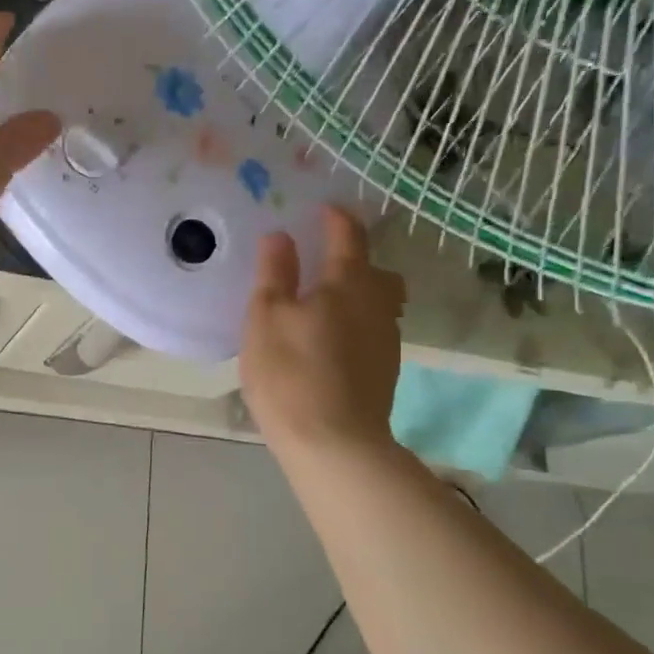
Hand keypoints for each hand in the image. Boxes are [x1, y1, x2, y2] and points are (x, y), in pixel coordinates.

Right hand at [240, 206, 406, 457]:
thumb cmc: (291, 374)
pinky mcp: (386, 370)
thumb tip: (281, 236)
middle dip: (354, 258)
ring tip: (326, 303)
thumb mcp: (266, 319)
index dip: (335, 218)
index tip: (321, 209)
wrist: (335, 443)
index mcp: (348, 284)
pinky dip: (356, 322)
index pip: (348, 236)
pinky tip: (332, 341)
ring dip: (358, 293)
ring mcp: (386, 339)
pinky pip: (373, 330)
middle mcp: (377, 304)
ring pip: (379, 302)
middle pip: (375, 270)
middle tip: (325, 262)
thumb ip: (275, 273)